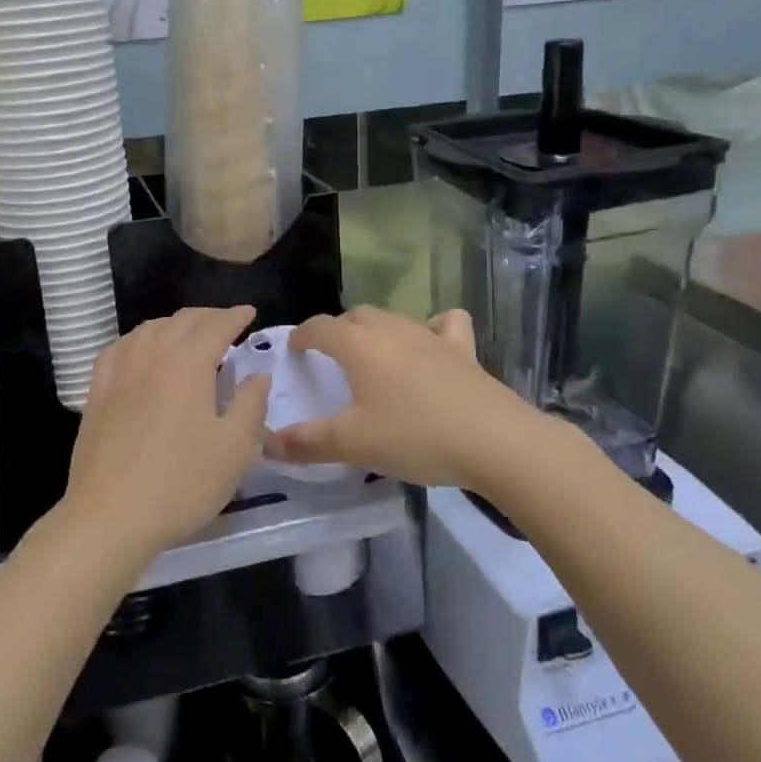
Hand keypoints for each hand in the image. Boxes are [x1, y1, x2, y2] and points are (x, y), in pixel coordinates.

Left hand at [62, 305, 269, 563]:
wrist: (110, 516)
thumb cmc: (181, 483)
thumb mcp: (234, 449)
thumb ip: (251, 405)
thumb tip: (258, 376)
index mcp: (189, 362)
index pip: (216, 325)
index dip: (235, 316)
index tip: (250, 313)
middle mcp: (153, 354)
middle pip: (182, 321)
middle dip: (208, 317)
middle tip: (226, 324)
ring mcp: (120, 370)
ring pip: (150, 329)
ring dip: (175, 325)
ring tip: (189, 336)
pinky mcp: (97, 390)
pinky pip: (120, 348)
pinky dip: (140, 339)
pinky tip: (142, 351)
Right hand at [271, 306, 534, 492]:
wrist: (494, 441)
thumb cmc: (415, 436)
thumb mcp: (353, 445)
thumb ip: (307, 442)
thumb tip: (266, 444)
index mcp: (359, 346)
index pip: (320, 327)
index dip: (302, 335)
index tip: (294, 349)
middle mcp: (391, 330)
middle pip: (355, 317)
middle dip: (338, 330)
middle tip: (331, 358)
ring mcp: (430, 335)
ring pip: (393, 318)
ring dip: (376, 330)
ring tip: (373, 355)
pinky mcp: (463, 349)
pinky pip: (445, 324)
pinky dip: (434, 328)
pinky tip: (432, 345)